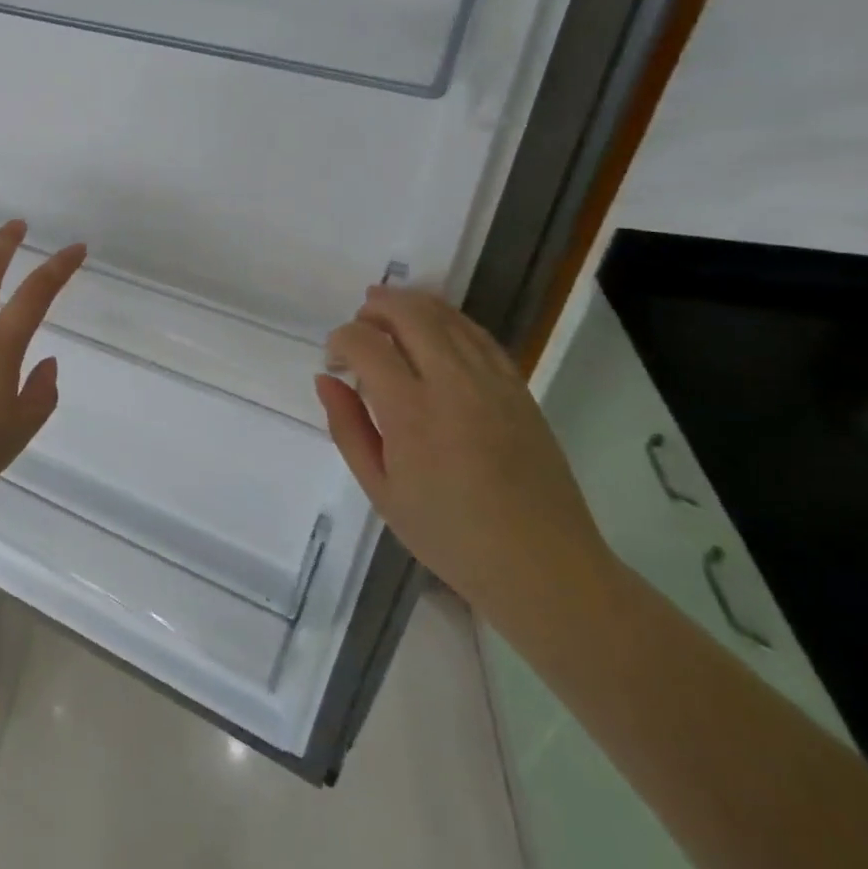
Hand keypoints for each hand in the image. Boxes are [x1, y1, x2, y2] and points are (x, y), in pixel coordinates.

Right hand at [313, 287, 615, 625]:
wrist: (540, 564)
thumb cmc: (448, 534)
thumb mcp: (380, 489)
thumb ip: (347, 427)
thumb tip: (326, 380)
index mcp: (411, 412)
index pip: (366, 344)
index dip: (341, 340)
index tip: (334, 360)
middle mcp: (453, 384)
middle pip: (410, 315)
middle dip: (376, 307)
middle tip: (359, 320)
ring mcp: (492, 382)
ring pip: (448, 317)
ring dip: (412, 304)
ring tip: (387, 309)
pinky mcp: (519, 388)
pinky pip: (480, 336)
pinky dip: (450, 321)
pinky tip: (434, 328)